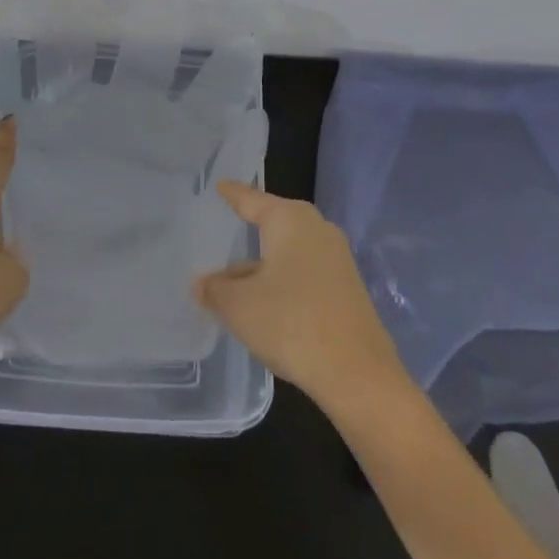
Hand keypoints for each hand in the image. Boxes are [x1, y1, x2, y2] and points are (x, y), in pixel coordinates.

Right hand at [193, 181, 401, 405]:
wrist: (357, 373)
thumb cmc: (290, 323)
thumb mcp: (239, 306)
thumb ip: (215, 290)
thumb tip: (201, 285)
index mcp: (290, 220)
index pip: (252, 200)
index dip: (233, 194)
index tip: (219, 185)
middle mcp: (316, 229)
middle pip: (274, 224)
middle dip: (249, 230)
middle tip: (224, 228)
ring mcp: (336, 259)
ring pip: (288, 252)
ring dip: (262, 265)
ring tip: (232, 277)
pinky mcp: (346, 288)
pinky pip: (304, 273)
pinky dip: (281, 281)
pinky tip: (264, 302)